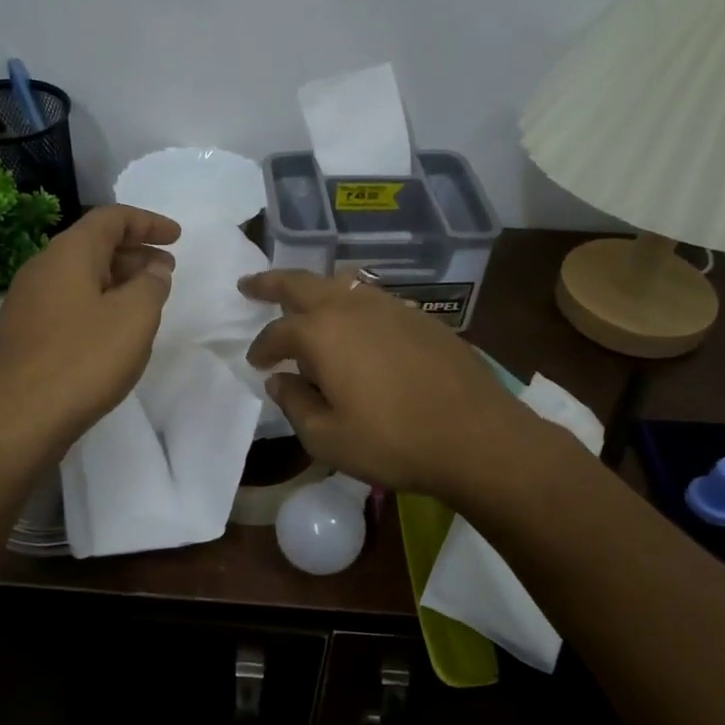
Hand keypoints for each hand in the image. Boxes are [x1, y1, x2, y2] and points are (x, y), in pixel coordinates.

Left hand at [0, 205, 179, 454]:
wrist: (15, 419)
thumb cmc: (82, 359)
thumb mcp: (134, 317)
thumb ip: (151, 284)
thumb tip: (153, 268)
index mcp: (69, 253)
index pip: (111, 218)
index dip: (148, 222)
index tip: (176, 236)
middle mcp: (42, 268)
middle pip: (93, 244)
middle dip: (135, 252)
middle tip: (167, 269)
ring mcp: (27, 302)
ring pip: (80, 276)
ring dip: (117, 279)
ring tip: (146, 299)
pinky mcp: (23, 334)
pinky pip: (68, 302)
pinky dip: (97, 303)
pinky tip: (112, 330)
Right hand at [241, 270, 542, 504]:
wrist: (476, 436)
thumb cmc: (393, 442)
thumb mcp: (327, 438)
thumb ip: (295, 404)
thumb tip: (280, 381)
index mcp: (321, 333)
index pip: (277, 332)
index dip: (262, 348)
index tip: (256, 364)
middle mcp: (352, 307)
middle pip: (302, 283)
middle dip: (271, 283)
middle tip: (249, 285)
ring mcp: (390, 306)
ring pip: (341, 283)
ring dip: (315, 289)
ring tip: (304, 301)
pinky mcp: (420, 316)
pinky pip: (372, 298)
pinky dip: (351, 303)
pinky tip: (356, 325)